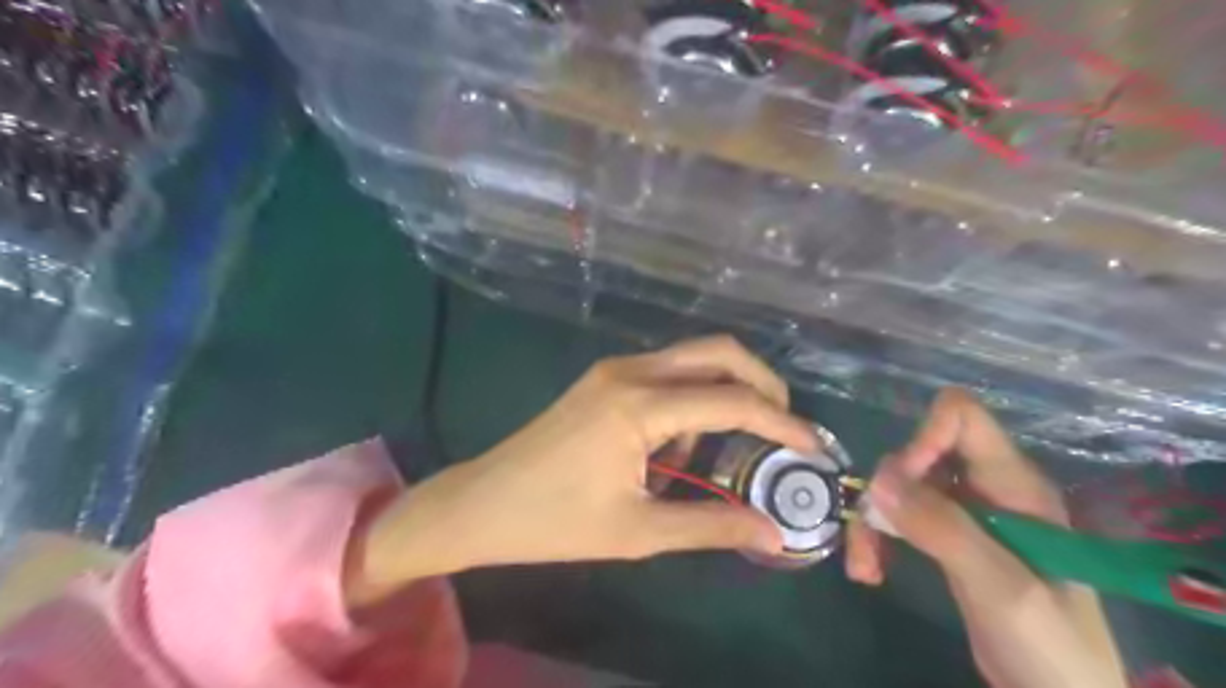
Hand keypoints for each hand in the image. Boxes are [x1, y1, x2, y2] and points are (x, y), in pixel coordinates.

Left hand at [351, 337, 818, 604]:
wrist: (483, 503)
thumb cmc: (555, 522)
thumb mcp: (639, 531)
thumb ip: (711, 526)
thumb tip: (773, 533)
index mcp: (638, 404)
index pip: (731, 402)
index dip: (781, 425)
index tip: (814, 449)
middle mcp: (631, 370)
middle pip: (718, 352)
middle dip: (762, 384)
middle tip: (784, 429)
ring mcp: (615, 369)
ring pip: (693, 359)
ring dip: (725, 392)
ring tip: (729, 449)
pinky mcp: (605, 378)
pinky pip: (667, 374)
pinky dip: (691, 400)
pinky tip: (679, 448)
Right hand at [850, 389, 1124, 687]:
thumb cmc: (1051, 646)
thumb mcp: (1001, 587)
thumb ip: (944, 529)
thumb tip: (878, 479)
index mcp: (1014, 484)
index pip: (962, 417)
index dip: (924, 436)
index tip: (902, 483)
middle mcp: (987, 487)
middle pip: (918, 453)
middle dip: (887, 490)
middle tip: (874, 534)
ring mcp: (966, 512)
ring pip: (900, 487)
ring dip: (873, 521)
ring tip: (864, 566)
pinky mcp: (948, 537)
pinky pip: (900, 518)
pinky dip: (878, 539)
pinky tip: (870, 571)